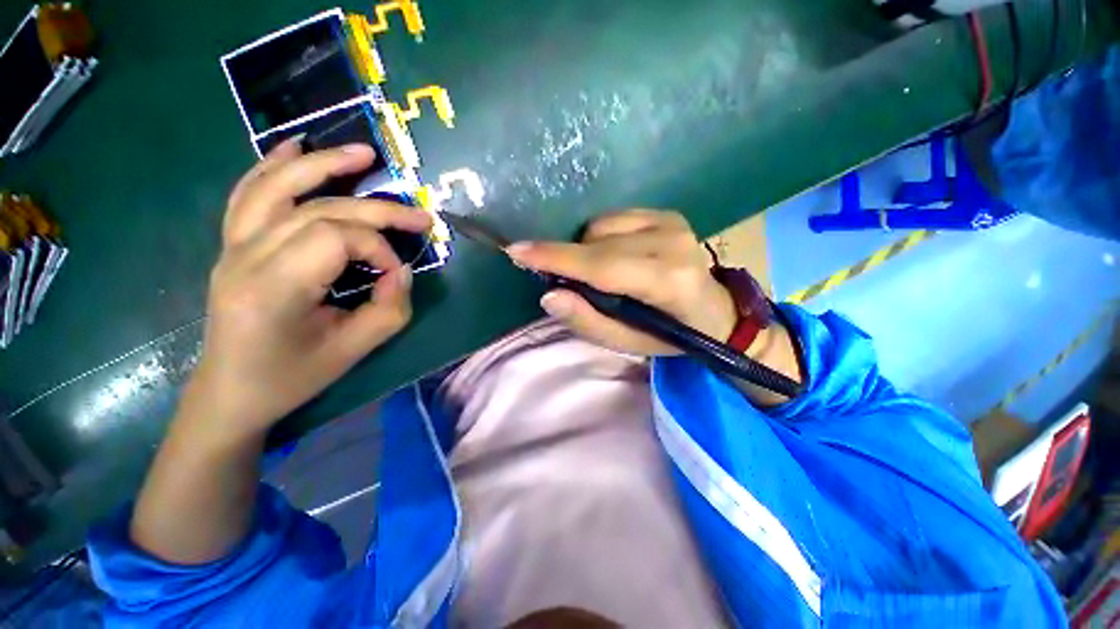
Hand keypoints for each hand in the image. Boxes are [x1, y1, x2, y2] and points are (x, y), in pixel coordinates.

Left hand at [184, 139, 432, 439]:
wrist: (232, 392)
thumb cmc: (292, 377)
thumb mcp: (355, 350)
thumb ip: (390, 308)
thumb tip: (401, 271)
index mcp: (273, 288)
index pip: (338, 238)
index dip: (381, 250)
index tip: (398, 276)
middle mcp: (246, 257)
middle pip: (320, 209)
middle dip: (378, 210)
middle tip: (421, 217)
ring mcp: (233, 246)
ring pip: (279, 188)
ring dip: (325, 165)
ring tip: (364, 153)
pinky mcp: (232, 245)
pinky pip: (249, 194)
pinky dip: (273, 166)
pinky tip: (296, 147)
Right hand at [506, 209, 736, 355]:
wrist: (714, 311)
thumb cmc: (669, 335)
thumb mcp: (626, 343)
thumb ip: (587, 321)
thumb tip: (549, 295)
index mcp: (669, 282)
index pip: (603, 266)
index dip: (557, 258)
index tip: (517, 251)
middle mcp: (673, 242)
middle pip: (597, 243)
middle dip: (567, 259)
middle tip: (561, 280)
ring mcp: (673, 222)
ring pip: (601, 227)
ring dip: (588, 251)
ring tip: (603, 275)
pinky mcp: (669, 213)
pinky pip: (614, 218)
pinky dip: (602, 238)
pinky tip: (616, 255)